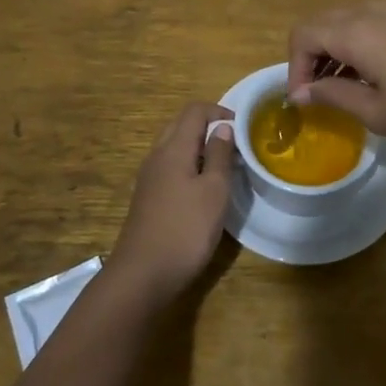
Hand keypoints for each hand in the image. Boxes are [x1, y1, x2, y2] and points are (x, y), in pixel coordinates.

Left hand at [110, 102, 236, 303]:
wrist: (142, 275)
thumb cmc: (185, 229)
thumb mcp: (214, 191)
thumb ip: (219, 155)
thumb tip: (222, 126)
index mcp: (173, 148)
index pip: (194, 110)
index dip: (220, 111)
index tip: (243, 128)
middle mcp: (157, 156)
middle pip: (181, 125)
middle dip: (209, 127)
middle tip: (235, 145)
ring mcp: (149, 177)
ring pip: (175, 147)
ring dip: (199, 148)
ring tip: (224, 167)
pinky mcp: (148, 197)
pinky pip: (170, 167)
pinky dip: (189, 166)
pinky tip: (203, 189)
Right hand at [287, 3, 385, 144]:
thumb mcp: (377, 112)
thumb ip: (334, 96)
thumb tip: (302, 92)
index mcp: (354, 32)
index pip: (303, 36)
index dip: (294, 67)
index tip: (303, 100)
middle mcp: (368, 12)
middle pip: (320, 23)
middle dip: (309, 57)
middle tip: (315, 93)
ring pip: (344, 22)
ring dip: (332, 51)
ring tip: (341, 90)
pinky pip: (367, 25)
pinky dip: (354, 46)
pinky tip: (370, 77)